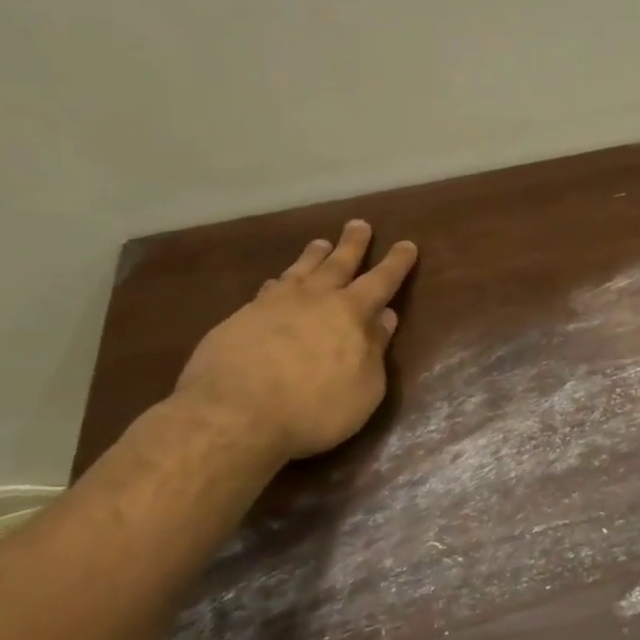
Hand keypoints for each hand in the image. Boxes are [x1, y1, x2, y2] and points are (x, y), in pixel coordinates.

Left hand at [172, 220, 418, 462]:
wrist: (233, 415)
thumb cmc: (314, 408)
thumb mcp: (365, 387)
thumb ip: (375, 349)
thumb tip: (385, 316)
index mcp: (351, 313)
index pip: (381, 281)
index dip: (396, 263)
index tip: (406, 244)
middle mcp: (314, 299)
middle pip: (337, 264)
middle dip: (352, 245)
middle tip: (358, 224)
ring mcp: (272, 305)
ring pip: (299, 271)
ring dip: (313, 256)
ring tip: (320, 243)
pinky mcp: (239, 319)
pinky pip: (267, 290)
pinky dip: (279, 282)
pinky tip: (276, 283)